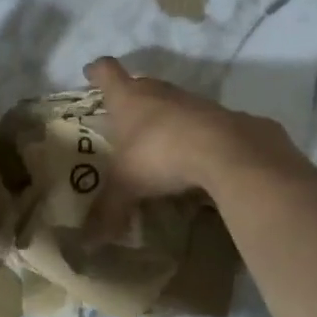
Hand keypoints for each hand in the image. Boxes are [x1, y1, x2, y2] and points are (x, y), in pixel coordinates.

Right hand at [82, 56, 292, 238]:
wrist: (229, 152)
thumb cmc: (162, 156)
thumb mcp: (128, 186)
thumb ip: (108, 210)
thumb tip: (87, 244)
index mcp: (130, 98)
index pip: (107, 72)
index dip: (98, 72)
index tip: (91, 73)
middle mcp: (161, 92)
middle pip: (143, 85)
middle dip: (134, 99)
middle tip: (126, 120)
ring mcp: (196, 102)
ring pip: (176, 103)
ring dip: (168, 118)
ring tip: (162, 145)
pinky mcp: (228, 117)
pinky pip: (206, 124)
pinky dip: (199, 137)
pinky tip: (199, 159)